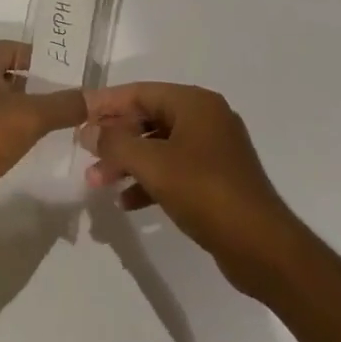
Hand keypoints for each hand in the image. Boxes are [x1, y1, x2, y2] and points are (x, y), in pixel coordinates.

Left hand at [0, 42, 86, 203]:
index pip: (14, 48)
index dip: (40, 58)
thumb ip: (64, 105)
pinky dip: (2, 126)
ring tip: (47, 122)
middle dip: (32, 84)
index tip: (66, 73)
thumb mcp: (30, 117)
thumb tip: (95, 97)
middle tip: (62, 98)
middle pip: (3, 73)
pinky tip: (20, 143)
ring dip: (17, 107)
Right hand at [84, 82, 300, 296]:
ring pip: (158, 147)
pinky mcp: (216, 180)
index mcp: (195, 103)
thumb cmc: (206, 192)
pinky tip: (127, 202)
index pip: (140, 92)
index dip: (106, 104)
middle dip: (115, 139)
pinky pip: (173, 170)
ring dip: (128, 163)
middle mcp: (205, 118)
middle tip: (85, 156)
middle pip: (148, 119)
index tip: (77, 115)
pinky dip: (149, 181)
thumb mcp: (153, 165)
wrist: (263, 249)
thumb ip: (116, 144)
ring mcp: (213, 150)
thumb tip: (88, 131)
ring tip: (98, 183)